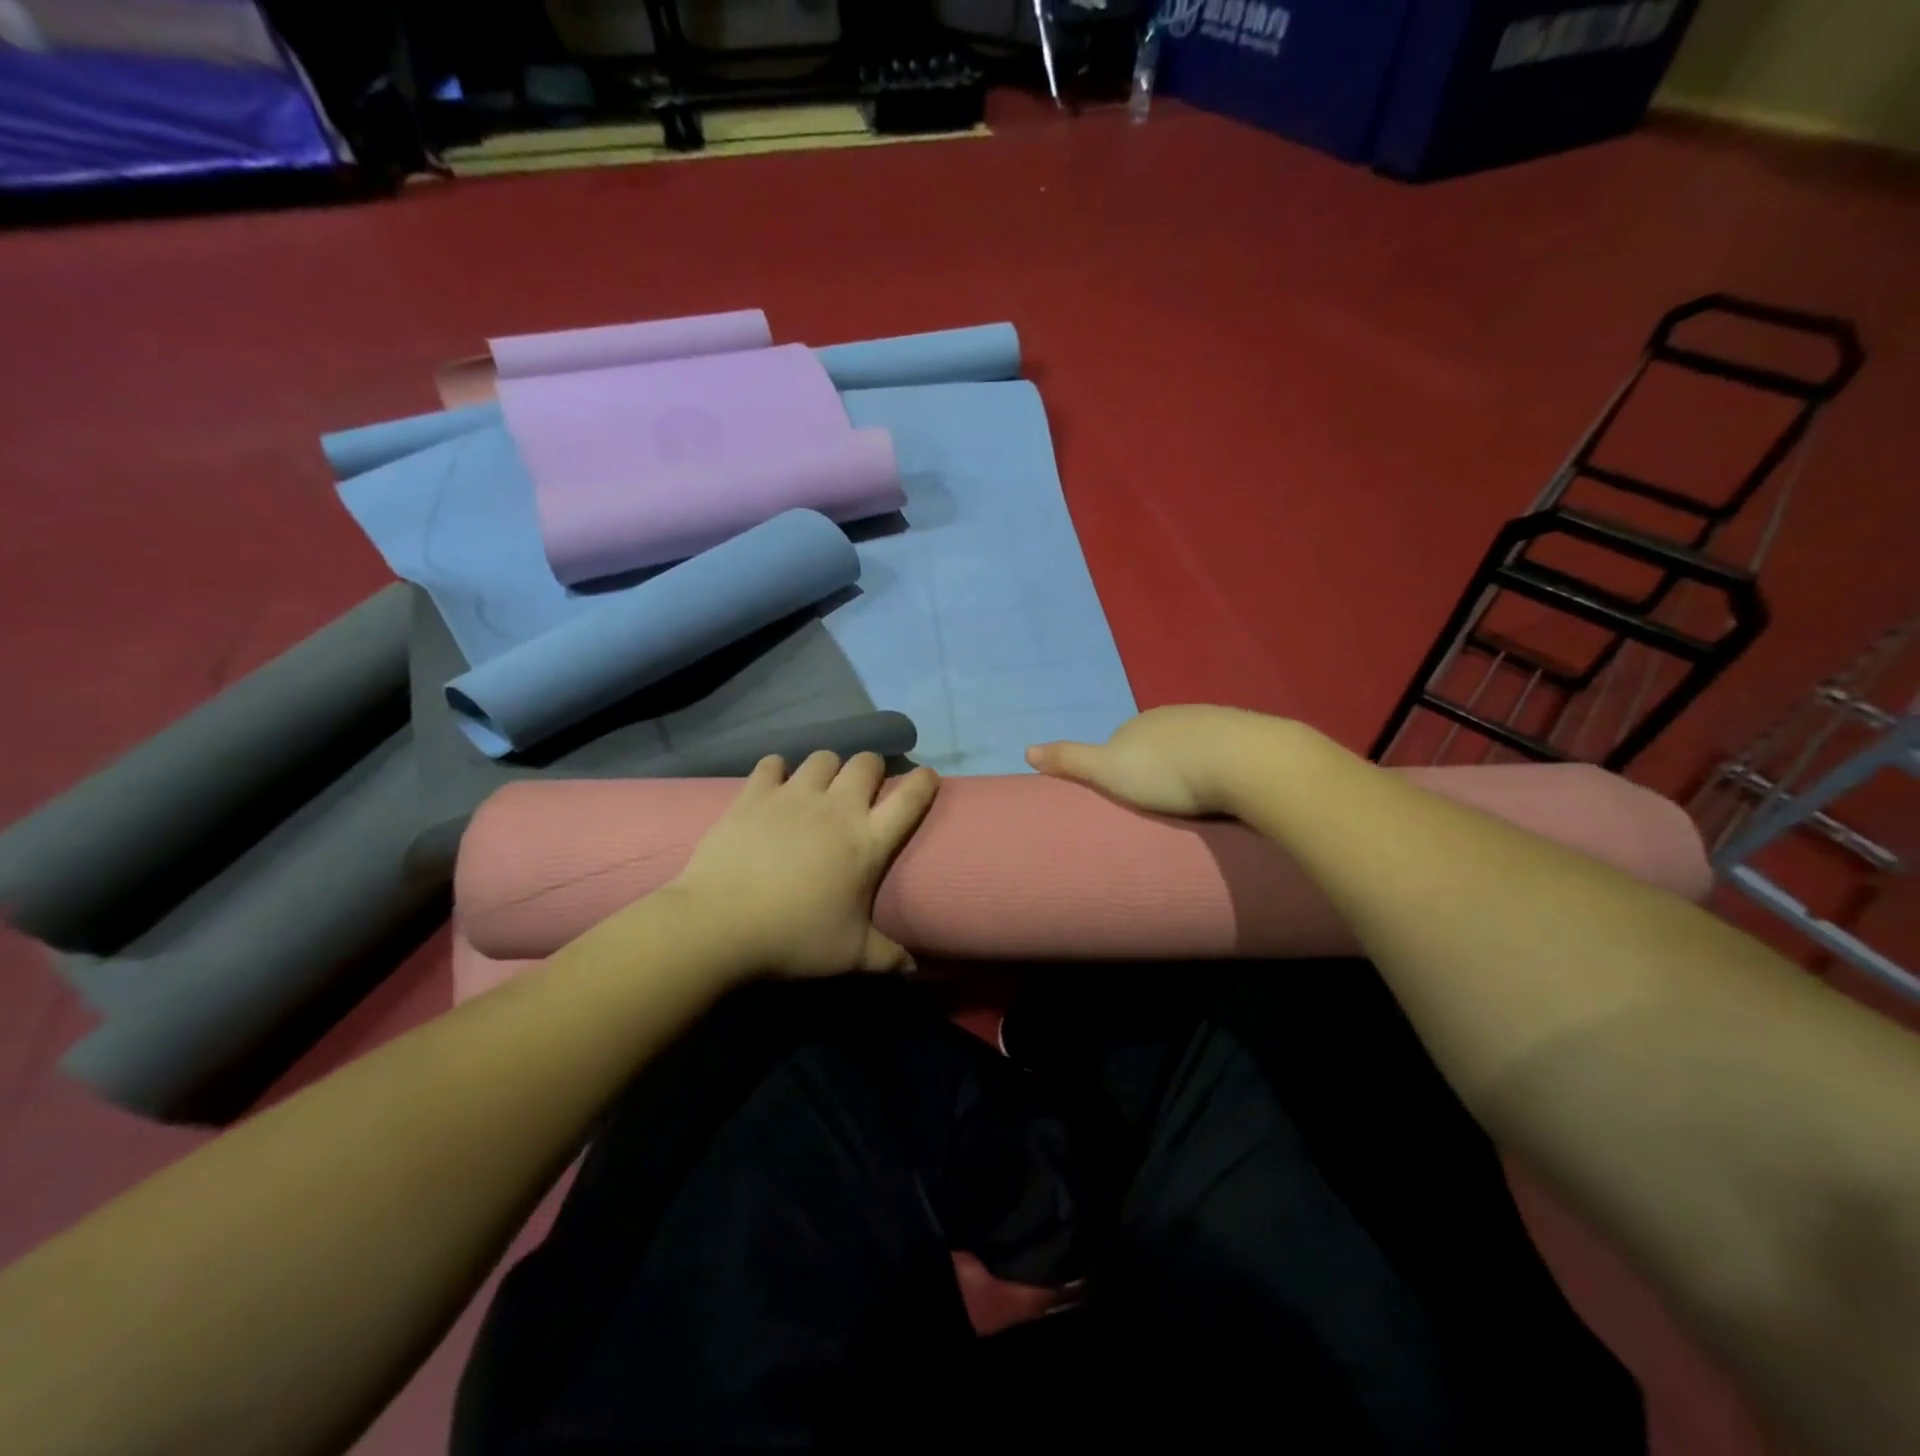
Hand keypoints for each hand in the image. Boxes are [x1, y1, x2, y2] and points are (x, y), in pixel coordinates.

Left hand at [668, 751, 938, 978]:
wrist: (719, 926)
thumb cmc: (793, 938)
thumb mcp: (849, 955)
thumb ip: (887, 958)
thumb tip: (913, 970)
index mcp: (867, 841)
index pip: (910, 798)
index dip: (924, 782)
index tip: (926, 778)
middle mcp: (836, 808)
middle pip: (866, 763)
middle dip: (871, 769)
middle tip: (863, 789)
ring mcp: (793, 796)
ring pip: (823, 758)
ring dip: (827, 768)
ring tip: (819, 787)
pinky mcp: (754, 795)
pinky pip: (772, 764)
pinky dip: (776, 771)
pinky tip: (773, 786)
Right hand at [1026, 705, 1287, 817]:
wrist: (1242, 761)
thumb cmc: (1167, 772)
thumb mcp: (1107, 770)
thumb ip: (1070, 760)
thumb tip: (1025, 749)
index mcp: (1139, 722)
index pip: (1122, 741)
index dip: (1121, 766)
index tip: (1128, 795)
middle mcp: (1173, 714)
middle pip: (1157, 742)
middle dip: (1157, 765)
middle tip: (1160, 802)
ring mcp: (1212, 721)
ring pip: (1192, 745)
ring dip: (1190, 766)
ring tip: (1193, 801)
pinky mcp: (1247, 734)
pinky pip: (1224, 750)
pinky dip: (1220, 765)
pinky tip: (1226, 787)